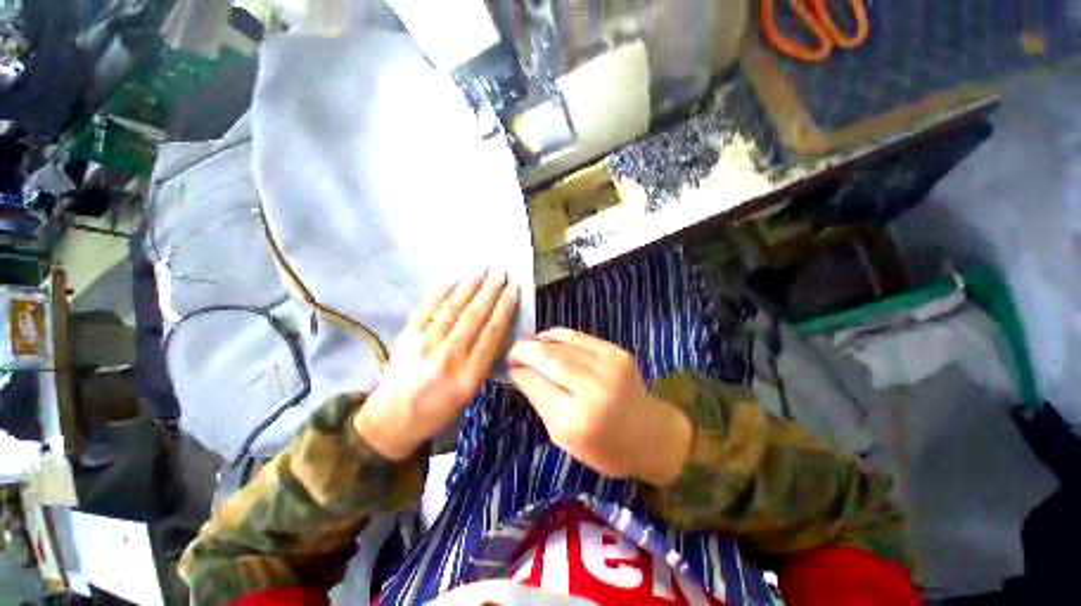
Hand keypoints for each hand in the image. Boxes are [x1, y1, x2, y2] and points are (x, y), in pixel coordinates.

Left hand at [355, 270, 518, 459]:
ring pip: (453, 308)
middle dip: (491, 291)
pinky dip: (443, 291)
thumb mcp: (470, 393)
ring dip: (470, 286)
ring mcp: (425, 343)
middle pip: (474, 316)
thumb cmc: (437, 411)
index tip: (513, 290)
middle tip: (502, 273)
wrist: (391, 419)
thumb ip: (483, 361)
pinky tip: (456, 279)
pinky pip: (428, 307)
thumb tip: (495, 327)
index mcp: (469, 375)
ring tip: (483, 270)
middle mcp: (448, 356)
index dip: (504, 308)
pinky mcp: (407, 336)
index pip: (491, 334)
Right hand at [508, 329, 692, 486]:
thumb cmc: (604, 447)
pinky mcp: (616, 352)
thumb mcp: (564, 438)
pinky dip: (559, 335)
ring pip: (562, 345)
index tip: (508, 366)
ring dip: (539, 342)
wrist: (651, 433)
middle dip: (525, 351)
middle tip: (512, 351)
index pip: (538, 385)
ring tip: (527, 344)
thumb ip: (541, 403)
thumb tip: (521, 373)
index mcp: (576, 419)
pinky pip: (580, 337)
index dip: (519, 372)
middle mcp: (592, 388)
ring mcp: (607, 366)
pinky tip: (546, 337)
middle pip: (549, 359)